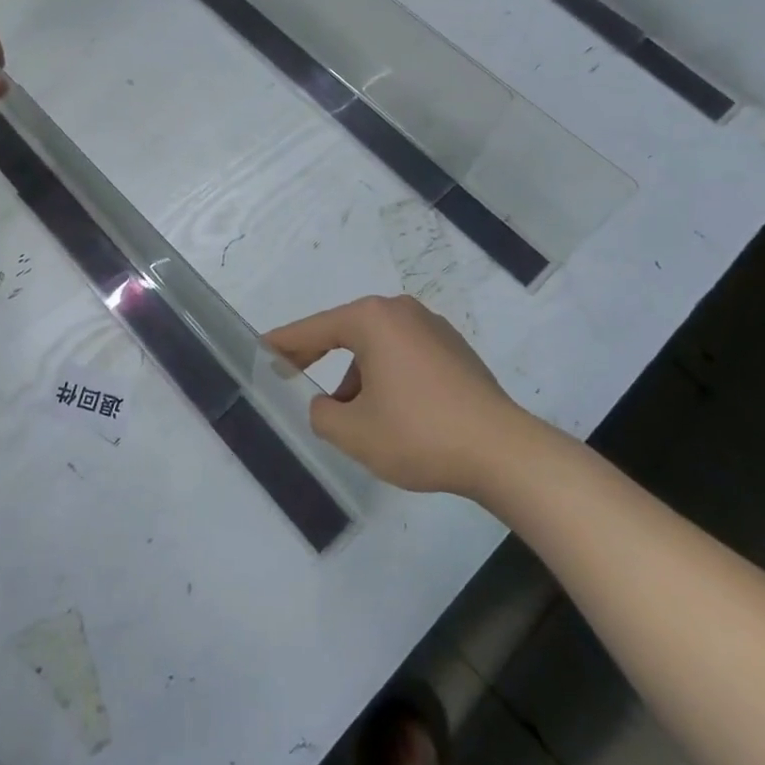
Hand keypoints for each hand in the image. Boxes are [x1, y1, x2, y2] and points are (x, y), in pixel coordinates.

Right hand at [266, 295, 525, 496]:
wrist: (503, 452)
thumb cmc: (419, 435)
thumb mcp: (354, 432)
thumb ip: (322, 414)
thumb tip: (327, 404)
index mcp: (373, 319)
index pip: (315, 329)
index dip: (284, 343)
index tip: (261, 349)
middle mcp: (402, 312)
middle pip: (346, 332)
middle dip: (319, 358)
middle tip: (292, 376)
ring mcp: (433, 328)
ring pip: (377, 348)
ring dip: (357, 376)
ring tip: (352, 418)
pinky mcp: (454, 350)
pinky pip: (404, 356)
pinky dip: (386, 377)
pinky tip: (391, 414)